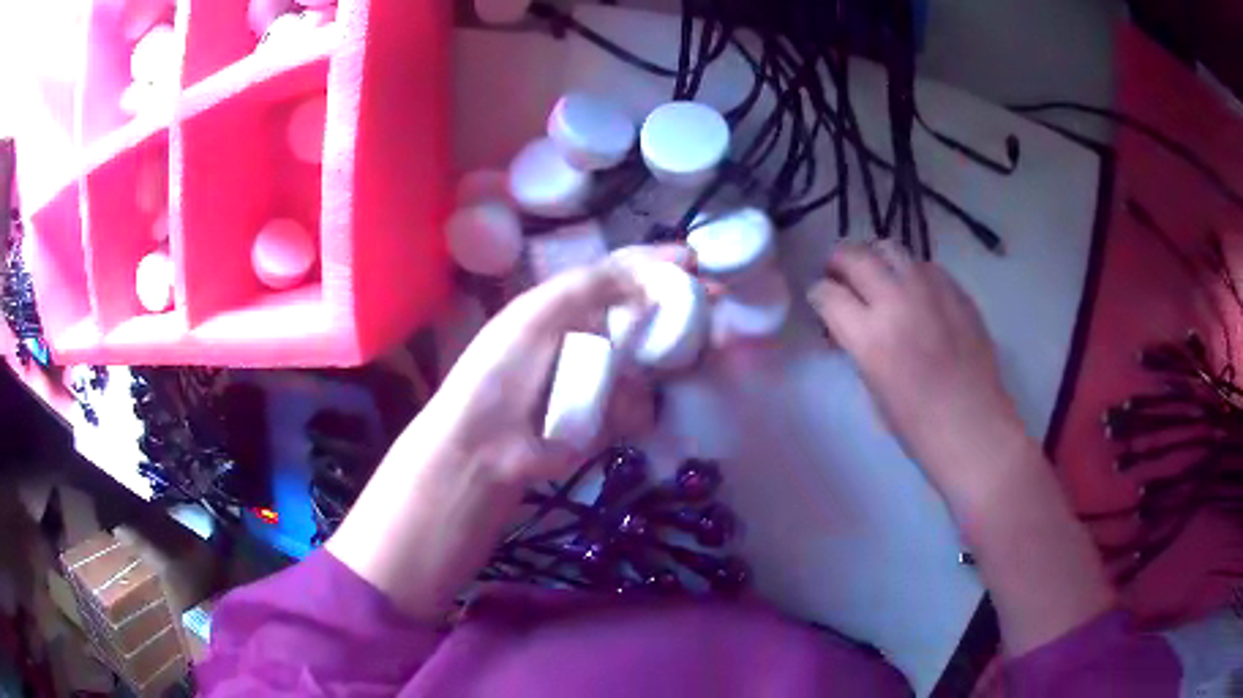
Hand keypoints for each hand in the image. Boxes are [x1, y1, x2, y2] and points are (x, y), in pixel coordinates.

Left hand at [330, 247, 681, 618]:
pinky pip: (640, 404)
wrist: (487, 445)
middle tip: (714, 303)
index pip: (622, 273)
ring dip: (662, 361)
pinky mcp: (608, 417)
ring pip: (651, 360)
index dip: (657, 264)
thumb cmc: (504, 368)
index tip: (694, 259)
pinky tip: (612, 416)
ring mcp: (601, 378)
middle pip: (647, 315)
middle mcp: (589, 335)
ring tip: (669, 365)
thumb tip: (653, 271)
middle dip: (679, 310)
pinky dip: (633, 408)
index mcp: (568, 304)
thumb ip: (596, 284)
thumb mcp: (543, 312)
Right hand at [806, 241, 1026, 498]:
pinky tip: (917, 297)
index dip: (819, 296)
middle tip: (841, 278)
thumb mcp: (872, 387)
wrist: (974, 428)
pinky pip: (925, 266)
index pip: (826, 292)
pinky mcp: (957, 290)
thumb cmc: (918, 426)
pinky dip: (911, 274)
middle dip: (839, 264)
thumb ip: (857, 345)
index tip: (822, 304)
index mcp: (869, 335)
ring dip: (876, 261)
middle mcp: (897, 300)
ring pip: (890, 249)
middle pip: (854, 256)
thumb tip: (851, 323)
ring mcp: (931, 290)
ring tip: (880, 281)